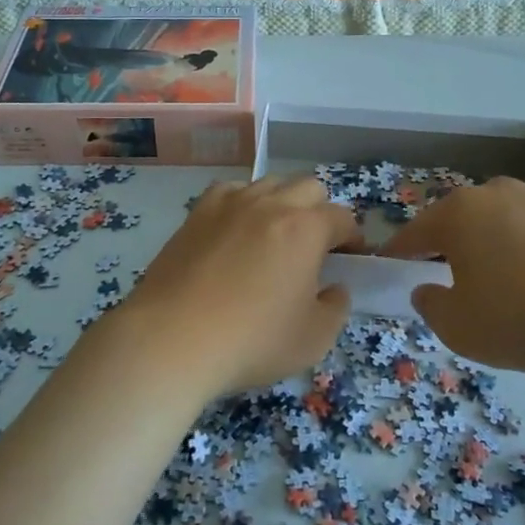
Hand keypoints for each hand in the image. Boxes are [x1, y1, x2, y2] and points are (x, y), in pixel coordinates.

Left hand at [114, 176, 360, 398]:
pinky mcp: (197, 212)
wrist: (173, 338)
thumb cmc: (251, 341)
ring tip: (274, 237)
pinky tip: (236, 231)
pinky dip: (243, 204)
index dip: (352, 238)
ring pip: (270, 183)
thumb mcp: (313, 338)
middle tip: (314, 247)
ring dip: (282, 203)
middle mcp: (271, 203)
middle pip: (309, 187)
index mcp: (306, 228)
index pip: (342, 217)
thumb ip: (336, 307)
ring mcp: (230, 202)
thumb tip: (334, 287)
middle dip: (320, 211)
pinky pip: (231, 191)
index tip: (349, 259)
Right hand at [381, 176, 524, 373]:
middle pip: (455, 224)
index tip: (390, 273)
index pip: (413, 234)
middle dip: (446, 252)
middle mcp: (493, 193)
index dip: (398, 256)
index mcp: (458, 212)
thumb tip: (427, 288)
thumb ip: (430, 306)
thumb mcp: (460, 327)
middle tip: (449, 288)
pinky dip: (522, 254)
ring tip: (498, 291)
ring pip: (494, 226)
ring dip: (486, 252)